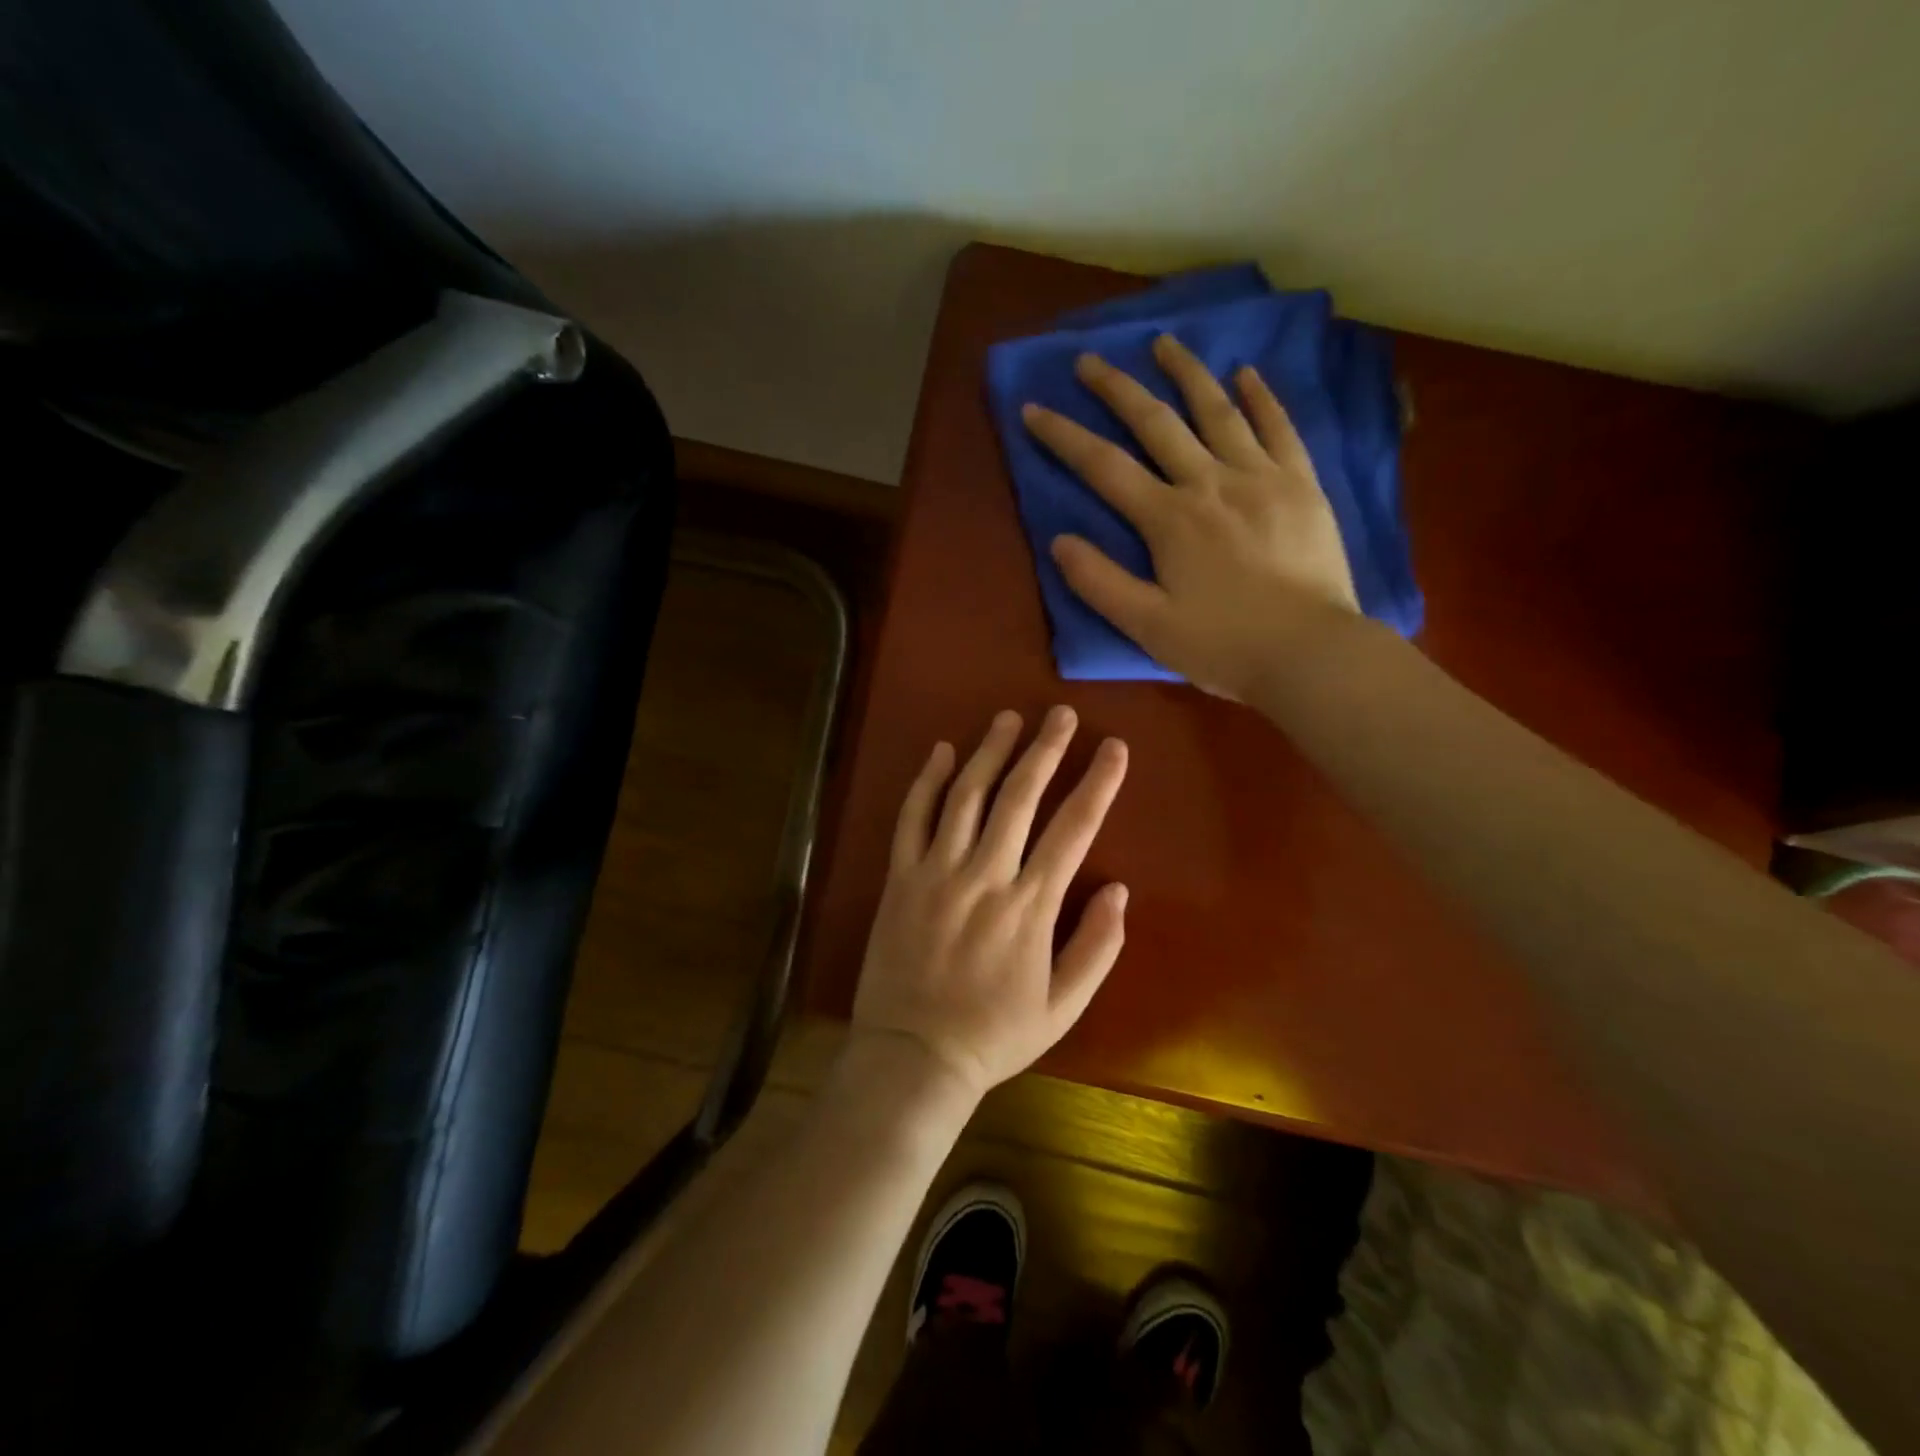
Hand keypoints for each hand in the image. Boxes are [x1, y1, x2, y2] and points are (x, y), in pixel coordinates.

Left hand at [851, 706, 1128, 1101]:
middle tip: (1060, 714)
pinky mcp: (900, 877)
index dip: (1097, 783)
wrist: (913, 1056)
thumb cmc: (994, 1034)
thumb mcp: (1063, 1007)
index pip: (1073, 829)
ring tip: (1009, 719)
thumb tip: (1119, 889)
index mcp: (1030, 906)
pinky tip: (941, 751)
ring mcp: (936, 872)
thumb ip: (1096, 947)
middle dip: (1044, 750)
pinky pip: (912, 818)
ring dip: (990, 752)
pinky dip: (926, 781)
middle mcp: (984, 877)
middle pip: (1020, 797)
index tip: (1114, 748)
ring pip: (966, 796)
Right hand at [1022, 334, 1359, 700]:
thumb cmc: (1223, 646)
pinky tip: (1246, 373)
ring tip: (1163, 343)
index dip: (1063, 436)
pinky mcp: (1301, 485)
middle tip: (1090, 359)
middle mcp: (1210, 483)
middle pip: (1156, 423)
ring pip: (1217, 411)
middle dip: (1117, 389)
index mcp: (1169, 519)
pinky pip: (1279, 427)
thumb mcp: (1147, 626)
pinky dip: (1261, 397)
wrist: (1311, 653)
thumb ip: (1100, 583)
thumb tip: (1060, 541)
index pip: (1104, 467)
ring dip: (1186, 373)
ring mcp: (1261, 477)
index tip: (1033, 409)